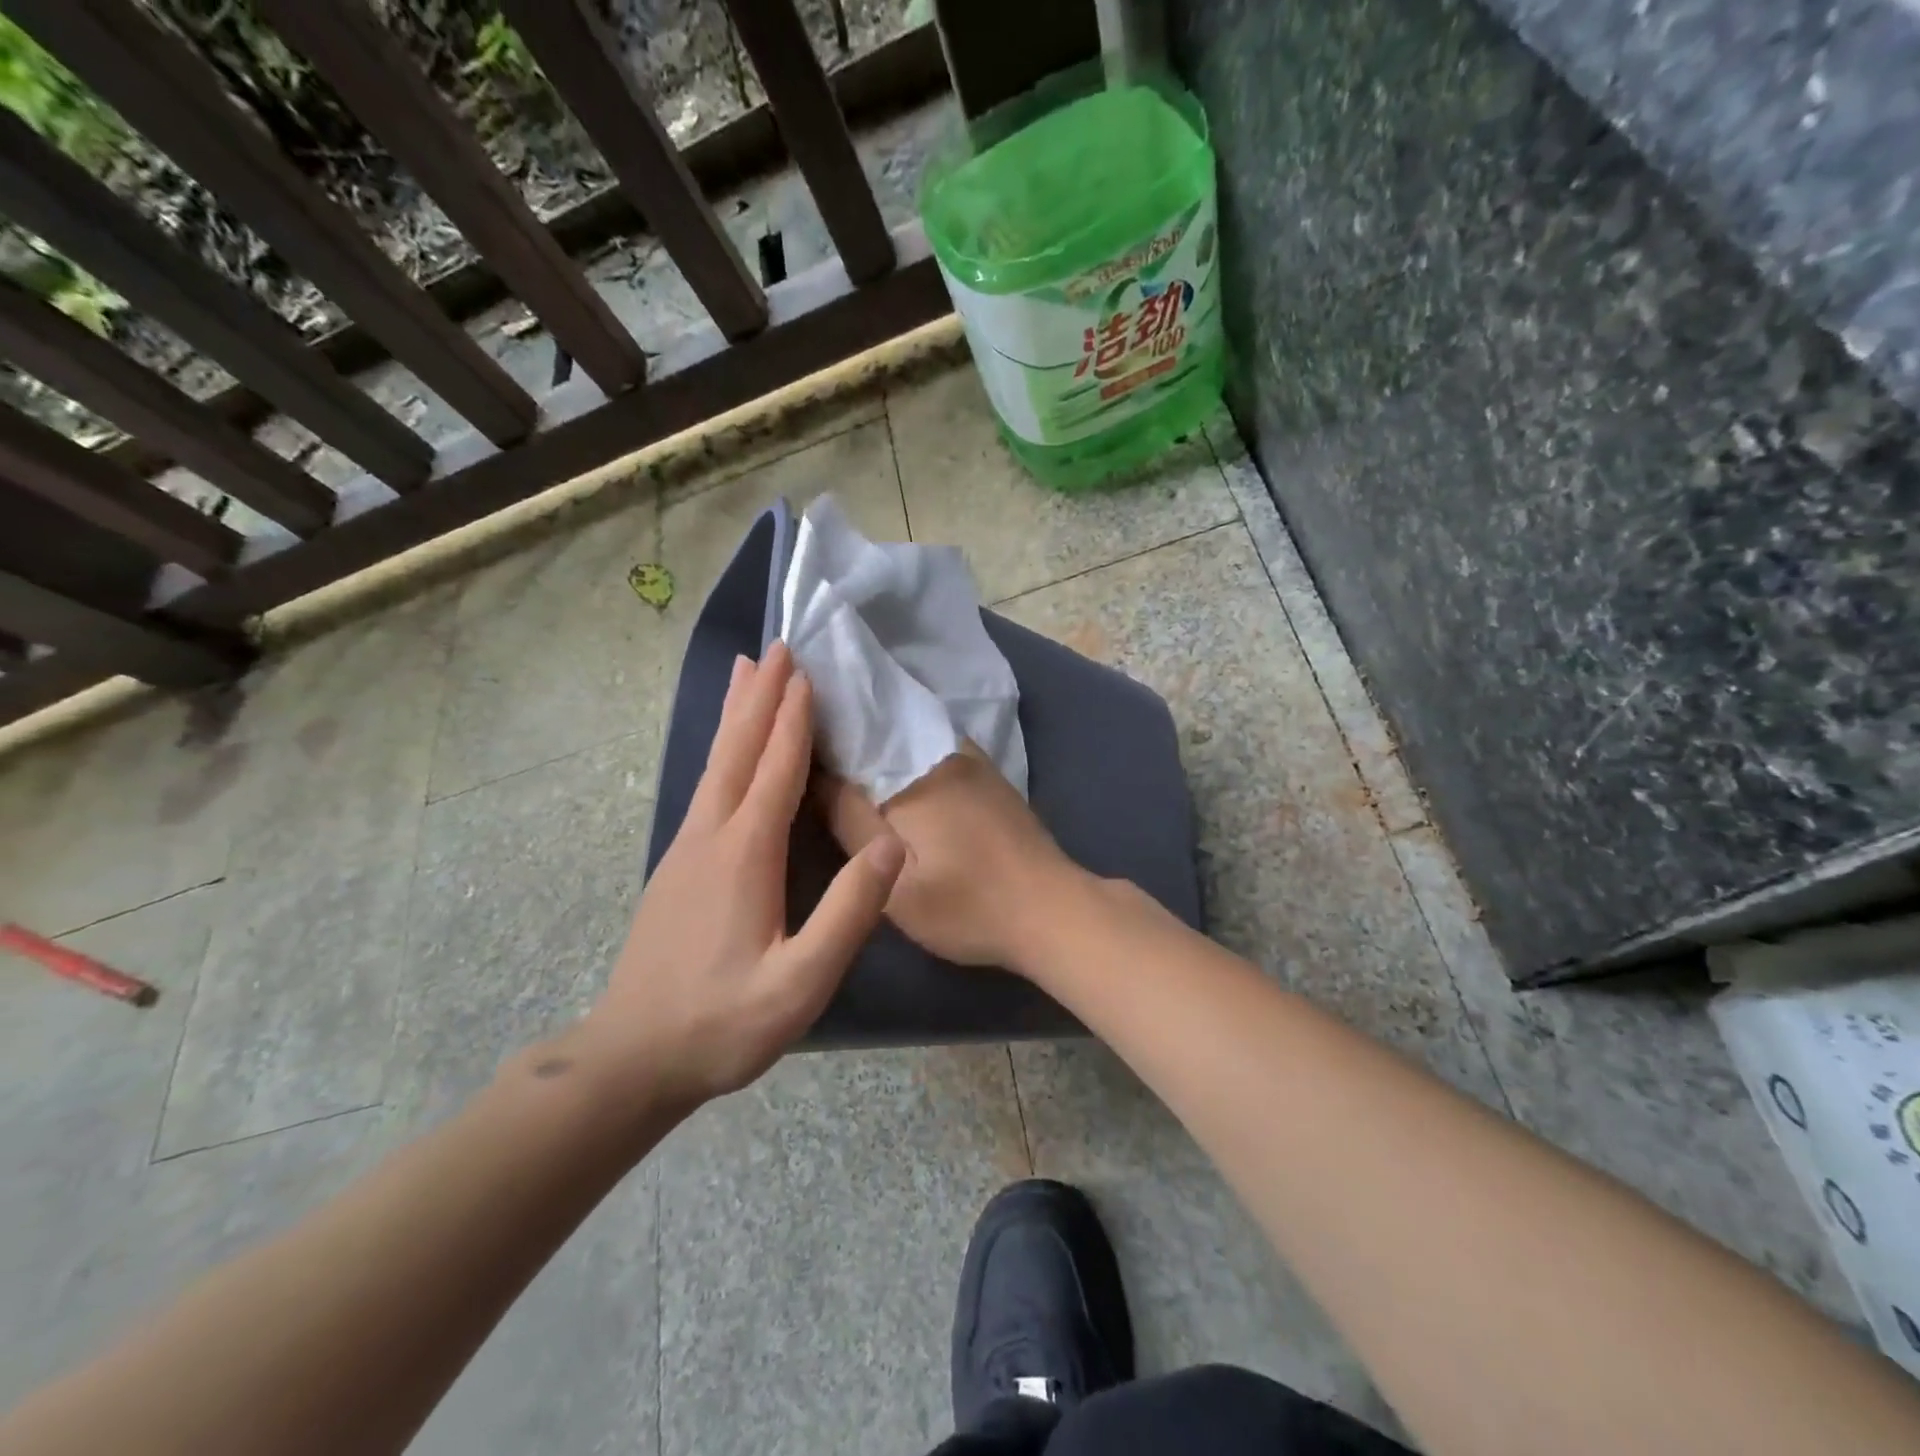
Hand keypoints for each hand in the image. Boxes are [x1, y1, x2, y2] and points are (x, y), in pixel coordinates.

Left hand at [577, 644, 904, 1109]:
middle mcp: (710, 836)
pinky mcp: (676, 865)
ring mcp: (686, 848)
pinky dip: (722, 750)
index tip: (805, 670)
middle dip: (760, 697)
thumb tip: (891, 843)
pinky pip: (706, 786)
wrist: (634, 1057)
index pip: (776, 769)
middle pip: (739, 750)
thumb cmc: (723, 1022)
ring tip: (743, 671)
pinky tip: (726, 751)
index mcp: (744, 853)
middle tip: (775, 647)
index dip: (793, 719)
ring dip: (735, 714)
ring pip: (716, 763)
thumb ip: (849, 913)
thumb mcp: (800, 981)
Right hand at [816, 745, 1084, 971]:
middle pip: (877, 731)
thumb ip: (852, 823)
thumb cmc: (968, 905)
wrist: (1051, 910)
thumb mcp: (897, 884)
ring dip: (875, 744)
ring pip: (905, 738)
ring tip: (841, 762)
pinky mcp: (987, 774)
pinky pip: (931, 750)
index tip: (786, 743)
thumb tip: (818, 774)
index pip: (847, 735)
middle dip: (844, 736)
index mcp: (909, 772)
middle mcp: (938, 749)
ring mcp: (969, 758)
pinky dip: (905, 757)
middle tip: (806, 754)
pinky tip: (892, 777)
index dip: (814, 736)